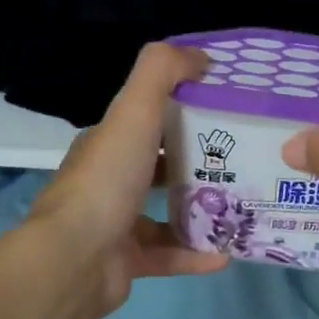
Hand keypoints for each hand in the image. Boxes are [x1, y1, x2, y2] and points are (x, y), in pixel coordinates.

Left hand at [30, 42, 227, 311]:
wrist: (75, 260)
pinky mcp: (126, 262)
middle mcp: (108, 181)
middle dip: (198, 163)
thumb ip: (163, 72)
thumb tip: (200, 56)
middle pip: (158, 166)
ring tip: (242, 207)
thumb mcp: (134, 111)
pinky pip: (168, 255)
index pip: (146, 120)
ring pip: (165, 213)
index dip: (183, 111)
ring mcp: (115, 224)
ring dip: (201, 211)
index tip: (226, 111)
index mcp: (107, 144)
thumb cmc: (107, 180)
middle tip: (243, 161)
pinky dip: (196, 254)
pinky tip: (227, 254)